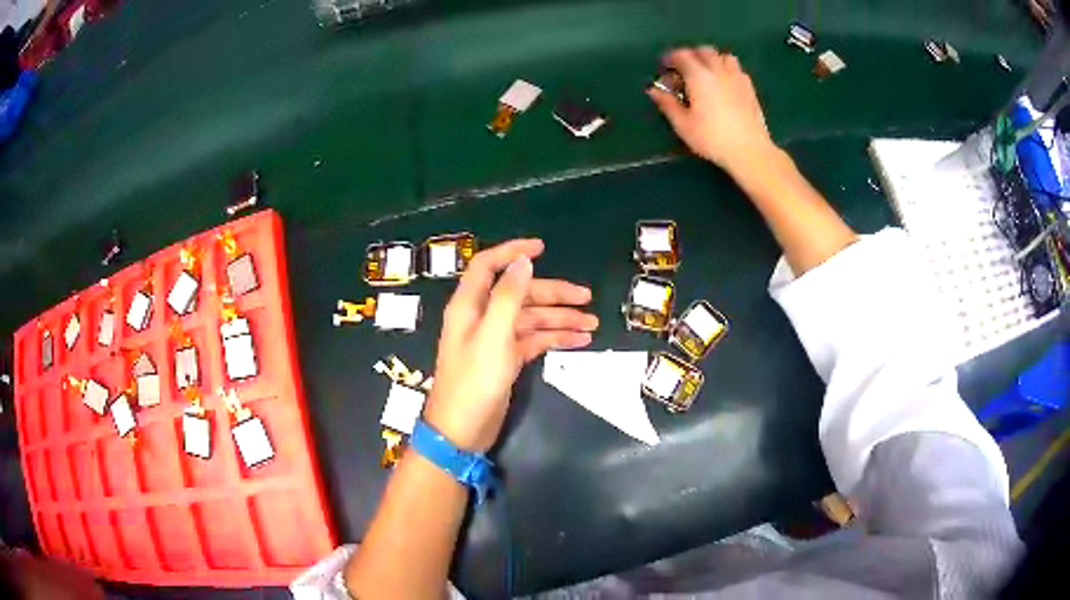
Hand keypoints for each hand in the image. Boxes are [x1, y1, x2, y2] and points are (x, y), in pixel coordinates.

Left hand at [424, 239, 597, 451]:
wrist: (462, 430)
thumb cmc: (474, 381)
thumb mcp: (493, 336)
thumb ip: (508, 297)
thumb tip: (522, 261)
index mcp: (470, 305)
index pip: (489, 266)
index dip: (513, 252)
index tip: (543, 248)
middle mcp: (482, 317)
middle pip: (520, 294)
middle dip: (553, 294)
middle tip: (587, 298)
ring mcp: (495, 339)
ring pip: (531, 319)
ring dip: (560, 319)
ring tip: (592, 324)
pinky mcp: (506, 359)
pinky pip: (534, 340)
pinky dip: (555, 338)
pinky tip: (579, 340)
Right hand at [648, 47, 776, 175]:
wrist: (750, 151)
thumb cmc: (712, 139)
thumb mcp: (683, 125)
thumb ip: (667, 104)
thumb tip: (653, 90)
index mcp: (699, 76)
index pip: (682, 55)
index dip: (670, 58)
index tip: (664, 67)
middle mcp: (718, 71)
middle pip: (703, 51)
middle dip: (691, 55)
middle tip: (683, 70)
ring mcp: (737, 78)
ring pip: (723, 56)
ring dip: (711, 59)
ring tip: (706, 74)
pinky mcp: (750, 88)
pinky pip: (736, 68)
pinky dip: (726, 69)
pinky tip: (723, 84)